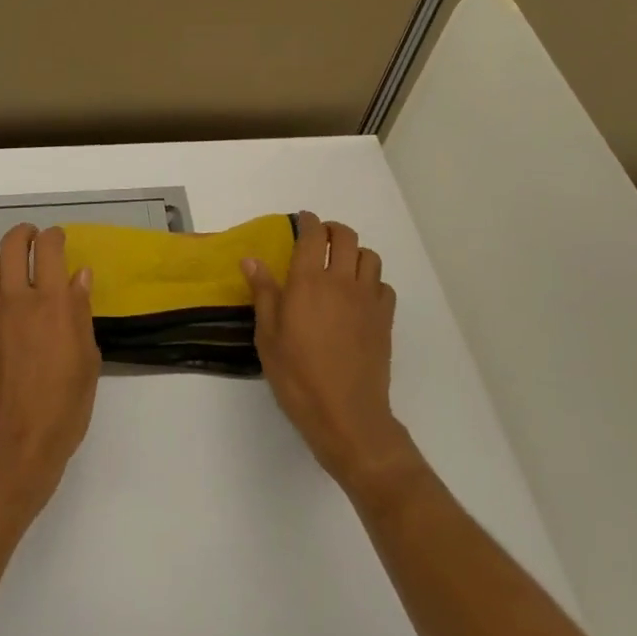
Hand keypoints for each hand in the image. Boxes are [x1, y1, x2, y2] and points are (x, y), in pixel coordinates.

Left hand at [0, 224, 100, 520]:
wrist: (13, 450)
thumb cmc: (62, 410)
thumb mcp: (87, 360)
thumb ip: (80, 312)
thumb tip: (78, 275)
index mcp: (52, 303)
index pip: (49, 247)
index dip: (54, 236)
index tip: (57, 241)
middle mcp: (15, 300)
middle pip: (12, 244)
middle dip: (23, 235)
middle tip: (31, 242)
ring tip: (7, 277)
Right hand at [245, 211, 421, 492]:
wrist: (346, 415)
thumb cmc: (298, 377)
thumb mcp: (268, 337)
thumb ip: (263, 293)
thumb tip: (251, 258)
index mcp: (308, 281)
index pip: (314, 235)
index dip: (309, 221)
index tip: (303, 220)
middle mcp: (341, 281)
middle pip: (346, 237)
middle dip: (333, 230)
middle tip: (321, 239)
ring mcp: (368, 299)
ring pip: (370, 257)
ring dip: (355, 254)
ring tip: (342, 266)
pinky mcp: (385, 319)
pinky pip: (384, 286)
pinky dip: (373, 282)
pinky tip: (361, 297)